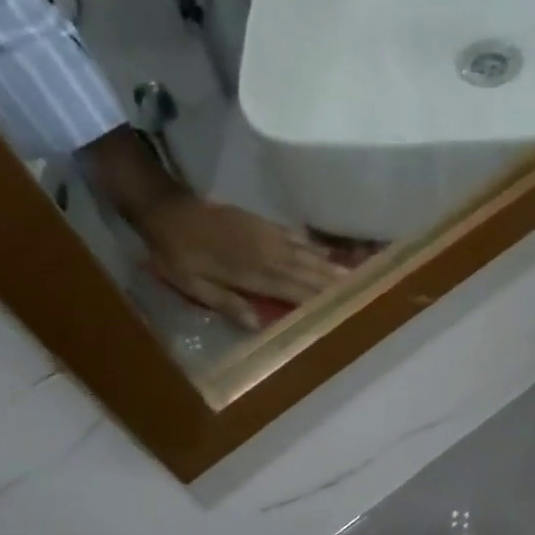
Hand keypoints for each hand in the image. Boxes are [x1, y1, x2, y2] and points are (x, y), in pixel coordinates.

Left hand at [80, 124, 345, 329]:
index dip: (319, 299)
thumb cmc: (178, 254)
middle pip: (308, 271)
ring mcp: (268, 236)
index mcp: (251, 272)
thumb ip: (227, 302)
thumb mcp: (193, 285)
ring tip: (357, 276)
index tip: (344, 307)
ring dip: (332, 266)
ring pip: (308, 254)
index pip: (294, 289)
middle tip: (366, 291)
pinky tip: (329, 255)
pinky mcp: (265, 225)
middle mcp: (267, 253)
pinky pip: (298, 239)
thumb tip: (259, 324)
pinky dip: (316, 249)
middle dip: (335, 283)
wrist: (167, 210)